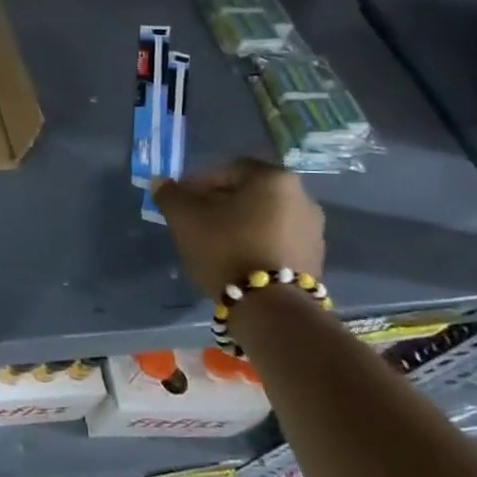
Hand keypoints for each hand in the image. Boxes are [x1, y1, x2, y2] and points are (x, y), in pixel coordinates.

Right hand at [155, 158, 325, 298]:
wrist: (271, 306)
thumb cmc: (226, 249)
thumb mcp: (185, 219)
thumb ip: (170, 195)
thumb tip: (161, 182)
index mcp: (273, 178)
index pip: (227, 169)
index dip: (198, 183)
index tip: (181, 202)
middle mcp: (301, 196)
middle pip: (248, 193)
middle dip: (218, 204)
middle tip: (194, 222)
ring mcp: (313, 229)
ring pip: (263, 217)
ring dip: (238, 224)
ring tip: (213, 244)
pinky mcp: (315, 258)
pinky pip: (277, 240)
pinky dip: (255, 243)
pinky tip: (236, 260)